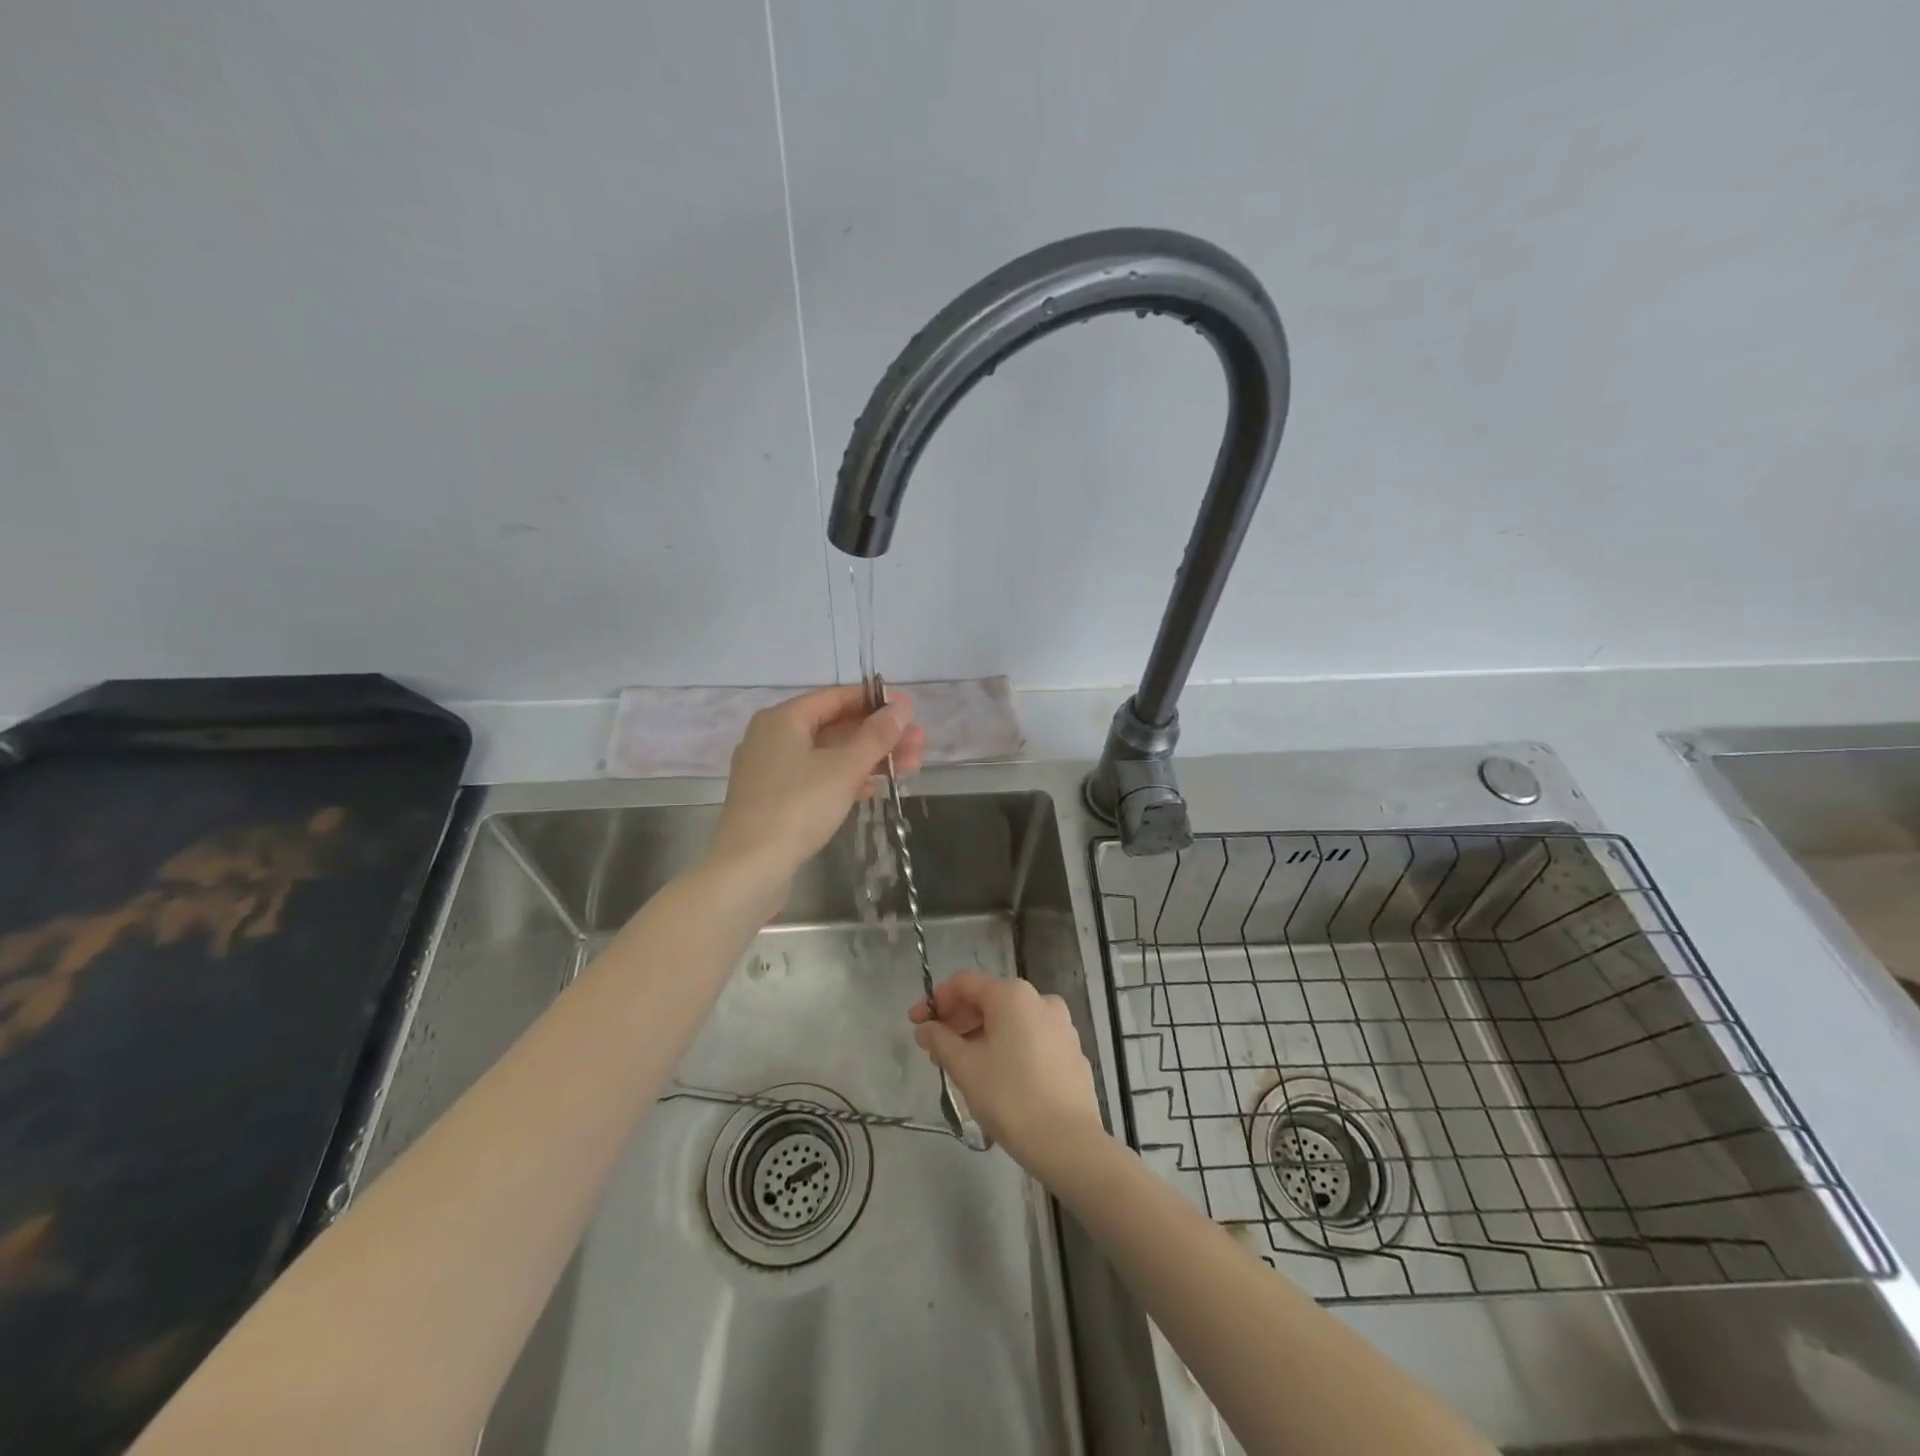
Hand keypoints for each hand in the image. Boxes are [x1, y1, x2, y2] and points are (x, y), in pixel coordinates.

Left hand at [704, 685, 925, 899]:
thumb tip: (901, 708)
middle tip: (919, 742)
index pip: (836, 697)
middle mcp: (772, 737)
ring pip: (828, 754)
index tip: (910, 709)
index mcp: (783, 719)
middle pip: (835, 726)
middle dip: (879, 734)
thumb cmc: (797, 808)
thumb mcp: (843, 769)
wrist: (749, 869)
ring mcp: (771, 770)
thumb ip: (876, 736)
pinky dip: (846, 779)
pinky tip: (874, 789)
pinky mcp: (774, 799)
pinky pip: (816, 777)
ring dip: (868, 758)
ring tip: (911, 766)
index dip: (876, 701)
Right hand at [910, 971, 1104, 1174]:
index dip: (936, 1000)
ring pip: (1010, 1020)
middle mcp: (1040, 999)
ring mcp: (1061, 1025)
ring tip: (961, 1065)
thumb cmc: (1010, 1097)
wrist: (1068, 1142)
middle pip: (989, 999)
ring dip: (981, 1034)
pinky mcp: (1071, 1050)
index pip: (965, 983)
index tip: (916, 1023)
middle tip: (934, 1048)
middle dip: (958, 1020)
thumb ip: (940, 1041)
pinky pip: (1030, 1037)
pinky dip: (1007, 1046)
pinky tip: (995, 1075)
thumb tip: (925, 1029)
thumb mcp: (965, 1068)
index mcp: (1013, 995)